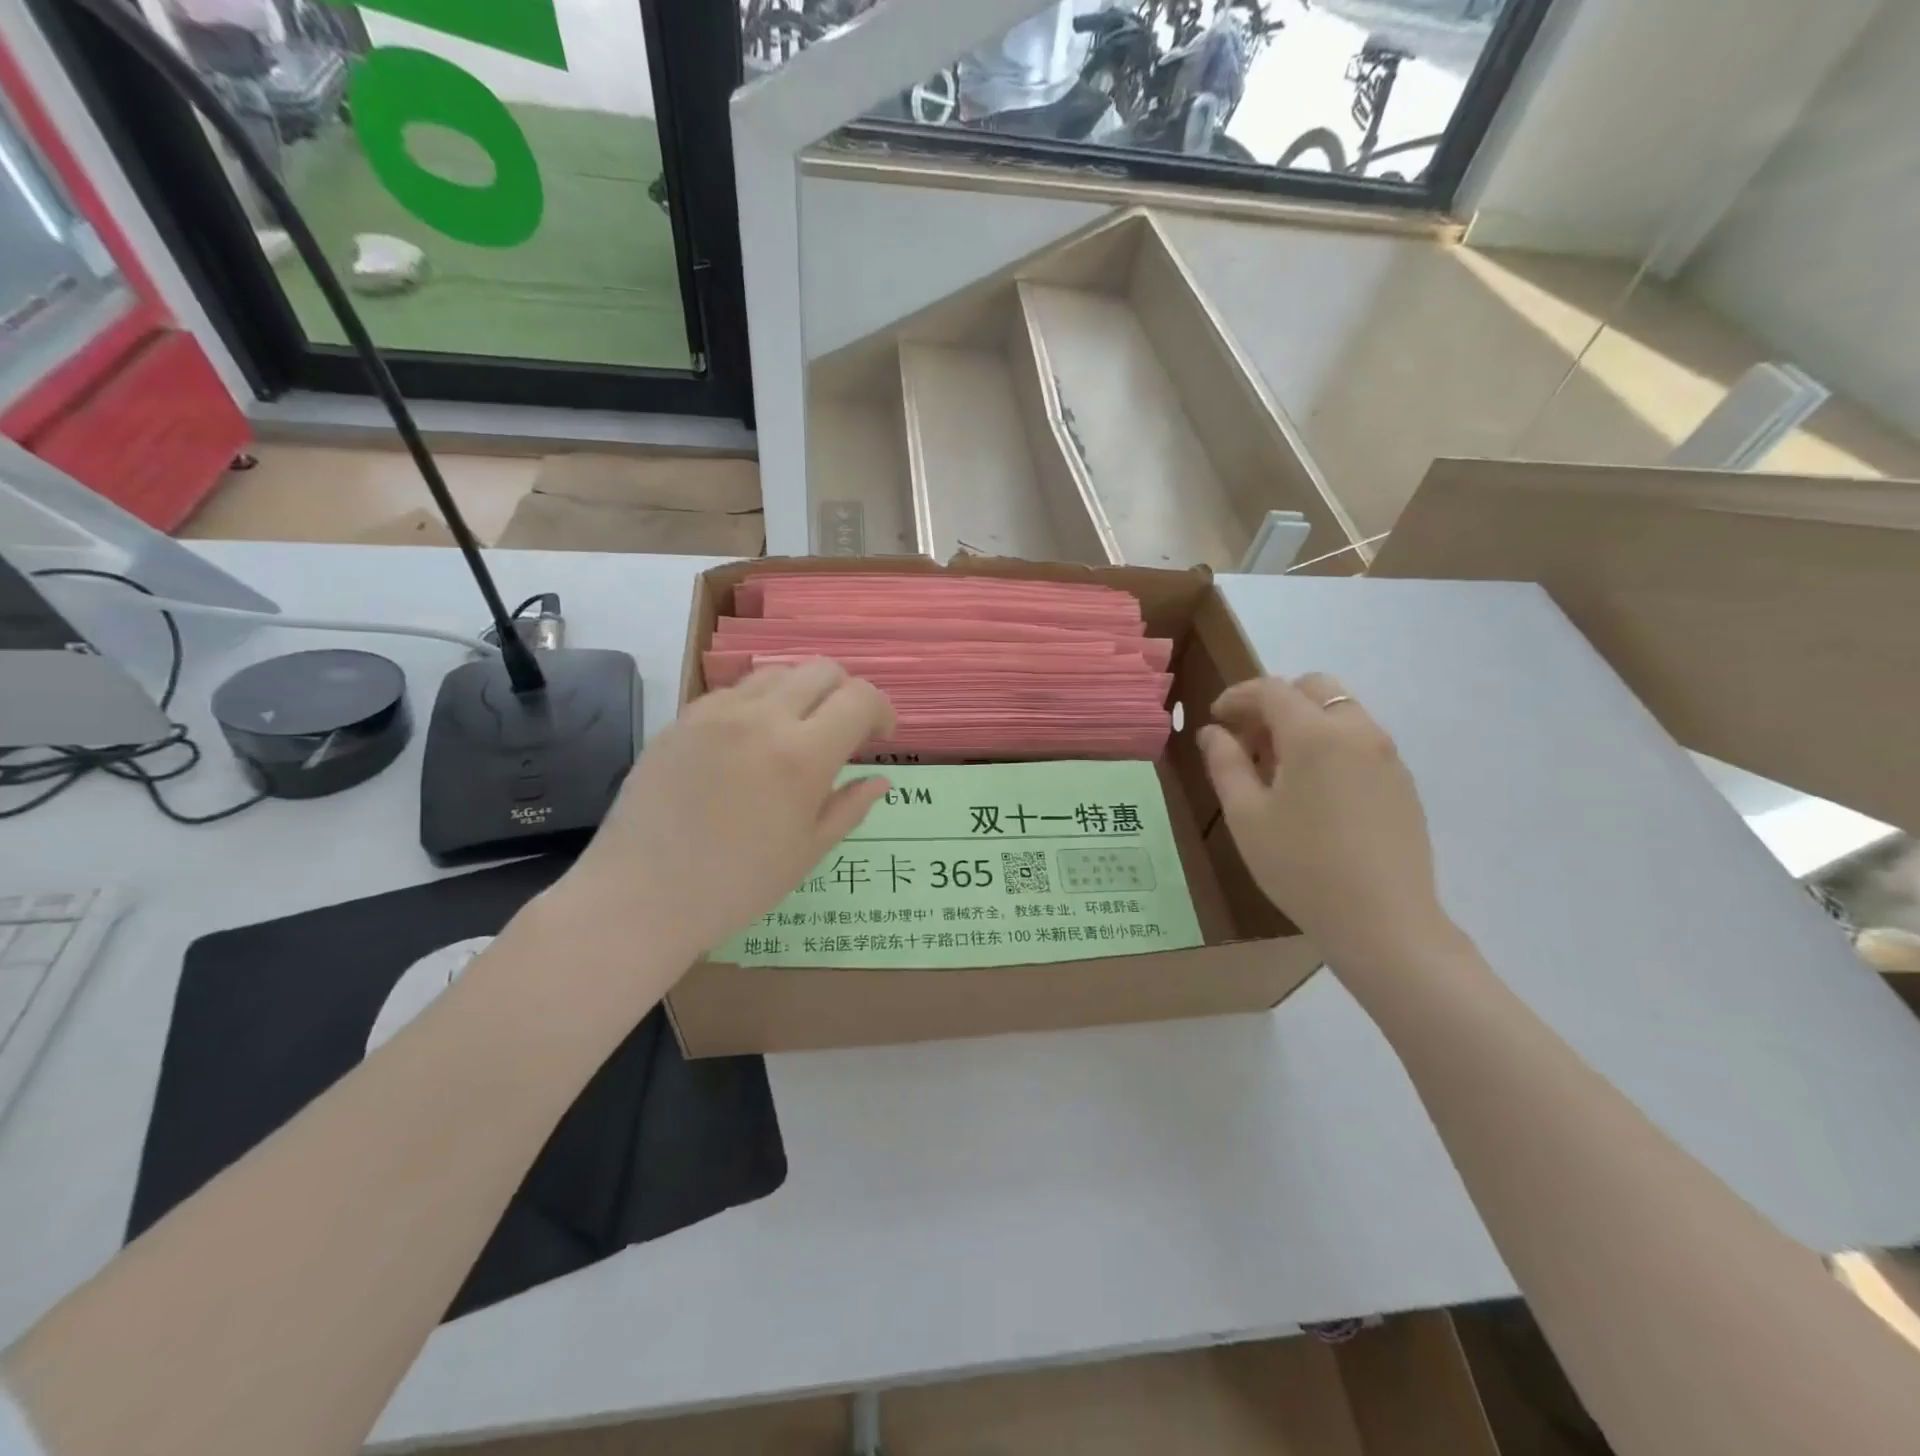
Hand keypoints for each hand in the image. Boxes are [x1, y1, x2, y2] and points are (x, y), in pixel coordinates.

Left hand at [548, 660, 894, 977]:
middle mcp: (762, 718)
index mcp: (802, 755)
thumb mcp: (807, 852)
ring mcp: (716, 712)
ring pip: (777, 672)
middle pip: (822, 670)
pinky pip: (734, 690)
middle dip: (846, 693)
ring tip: (796, 732)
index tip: (880, 737)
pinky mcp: (682, 719)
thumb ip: (850, 807)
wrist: (640, 896)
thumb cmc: (736, 886)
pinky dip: (758, 703)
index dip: (881, 710)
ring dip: (802, 693)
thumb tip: (880, 780)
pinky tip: (749, 743)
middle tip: (844, 731)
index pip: (860, 698)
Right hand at [1197, 673, 1451, 965]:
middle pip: (1315, 688)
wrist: (1384, 922)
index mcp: (1315, 735)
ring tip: (1279, 767)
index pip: (1272, 690)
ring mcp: (1387, 756)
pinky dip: (1331, 743)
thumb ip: (1225, 764)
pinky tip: (1314, 790)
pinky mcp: (1402, 781)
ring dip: (1305, 721)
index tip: (1216, 718)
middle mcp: (1357, 731)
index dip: (1238, 696)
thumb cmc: (1301, 867)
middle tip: (1250, 738)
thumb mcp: (1246, 816)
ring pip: (1341, 711)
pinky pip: (1361, 740)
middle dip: (1276, 701)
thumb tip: (1214, 732)